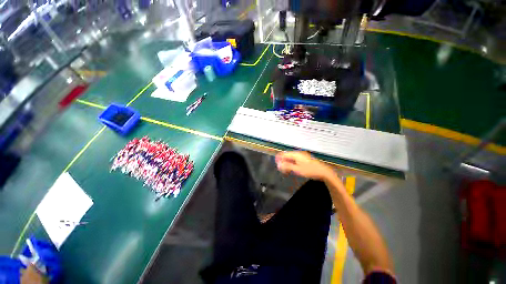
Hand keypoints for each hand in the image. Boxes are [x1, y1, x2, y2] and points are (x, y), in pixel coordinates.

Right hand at [275, 151, 334, 180]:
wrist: (323, 172)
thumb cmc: (310, 170)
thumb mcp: (297, 169)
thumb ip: (287, 166)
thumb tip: (279, 164)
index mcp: (296, 154)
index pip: (284, 154)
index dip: (279, 159)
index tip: (276, 164)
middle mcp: (298, 153)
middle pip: (287, 156)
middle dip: (283, 162)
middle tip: (281, 169)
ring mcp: (302, 156)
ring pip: (291, 158)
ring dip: (287, 163)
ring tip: (286, 170)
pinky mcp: (305, 159)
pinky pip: (295, 160)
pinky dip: (292, 164)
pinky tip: (292, 169)